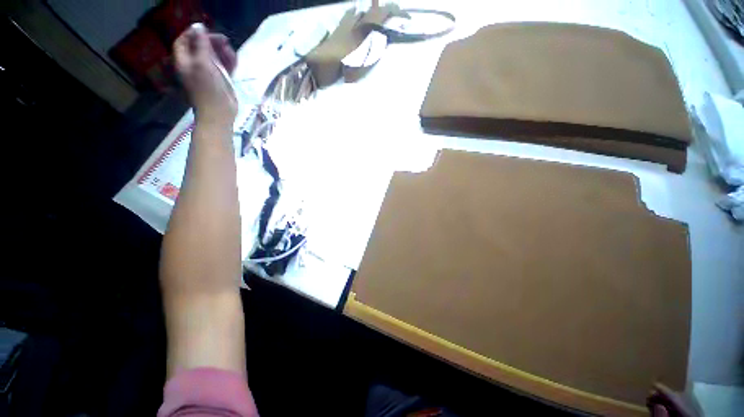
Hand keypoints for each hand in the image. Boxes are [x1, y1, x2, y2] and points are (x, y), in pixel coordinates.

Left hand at [174, 23, 237, 127]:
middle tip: (224, 40)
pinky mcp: (221, 81)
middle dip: (211, 42)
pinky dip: (229, 62)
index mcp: (185, 61)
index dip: (192, 33)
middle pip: (201, 47)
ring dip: (223, 52)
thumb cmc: (208, 89)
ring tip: (231, 51)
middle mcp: (195, 66)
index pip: (183, 41)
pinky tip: (235, 60)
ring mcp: (208, 74)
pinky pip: (224, 67)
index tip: (206, 29)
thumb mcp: (202, 63)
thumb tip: (198, 26)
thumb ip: (201, 44)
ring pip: (214, 57)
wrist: (220, 113)